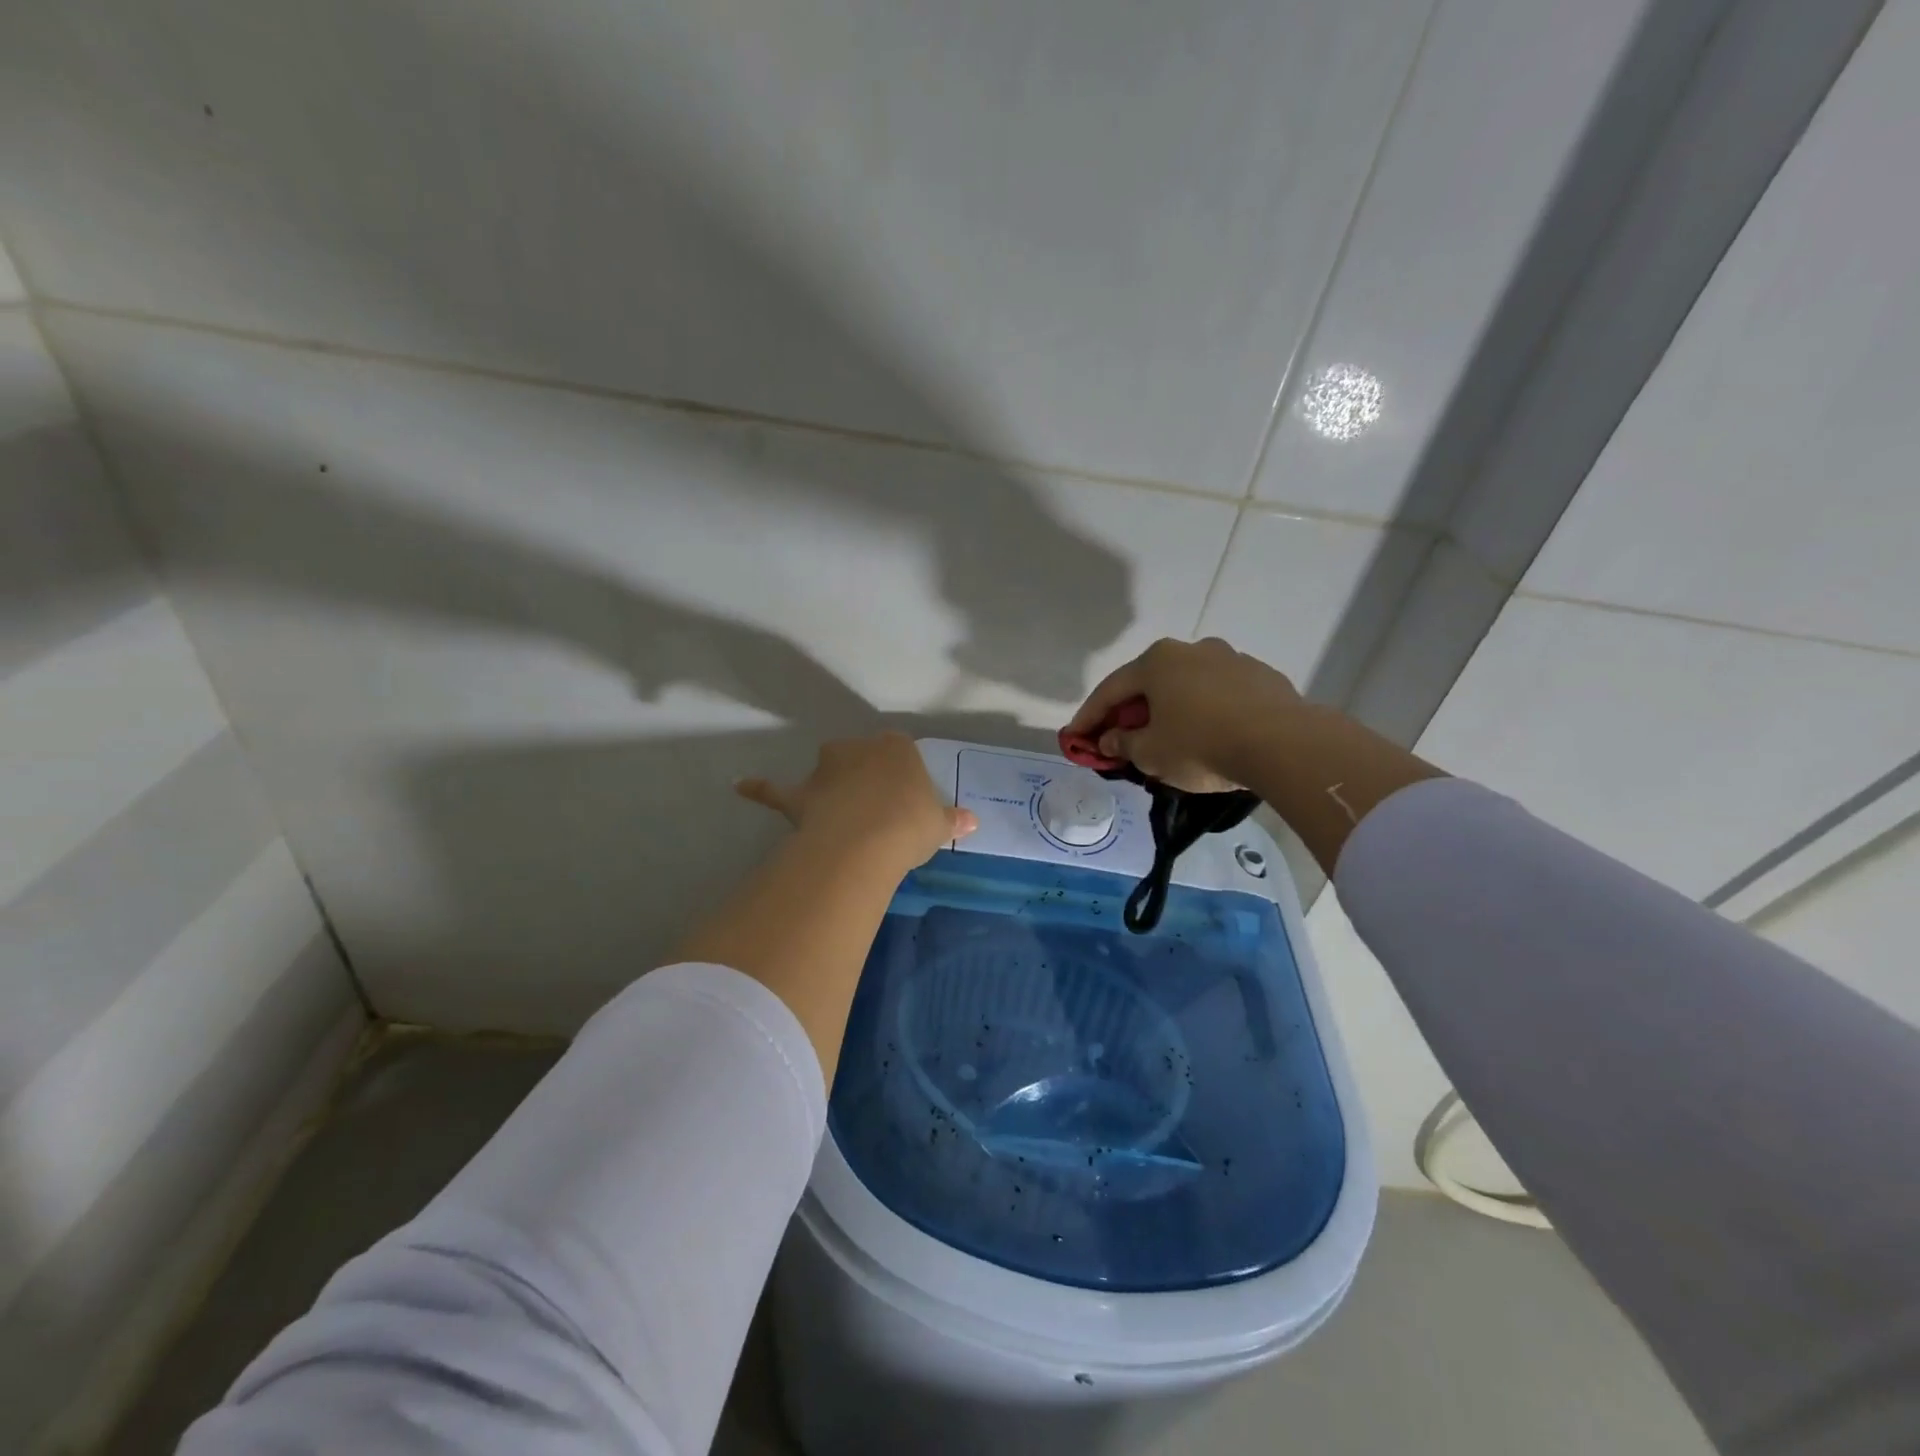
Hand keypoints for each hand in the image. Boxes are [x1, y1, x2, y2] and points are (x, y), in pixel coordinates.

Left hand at [737, 732, 977, 869]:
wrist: (866, 841)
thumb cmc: (910, 825)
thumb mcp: (939, 824)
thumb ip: (952, 819)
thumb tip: (973, 821)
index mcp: (897, 748)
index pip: (900, 751)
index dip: (902, 776)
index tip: (906, 801)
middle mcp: (859, 748)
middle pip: (862, 757)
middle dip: (867, 777)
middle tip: (878, 812)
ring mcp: (826, 769)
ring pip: (827, 770)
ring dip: (831, 785)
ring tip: (841, 815)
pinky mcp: (800, 794)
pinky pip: (776, 789)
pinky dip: (759, 788)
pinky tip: (740, 786)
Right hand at [1065, 637, 1302, 792]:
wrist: (1283, 744)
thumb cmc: (1202, 745)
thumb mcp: (1151, 754)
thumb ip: (1123, 744)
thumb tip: (1110, 739)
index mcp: (1157, 662)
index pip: (1111, 690)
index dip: (1089, 717)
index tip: (1075, 738)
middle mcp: (1191, 650)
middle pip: (1149, 683)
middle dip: (1130, 711)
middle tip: (1118, 737)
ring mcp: (1230, 659)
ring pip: (1186, 686)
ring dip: (1170, 709)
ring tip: (1167, 737)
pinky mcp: (1261, 677)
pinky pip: (1219, 694)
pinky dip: (1204, 711)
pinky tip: (1208, 735)